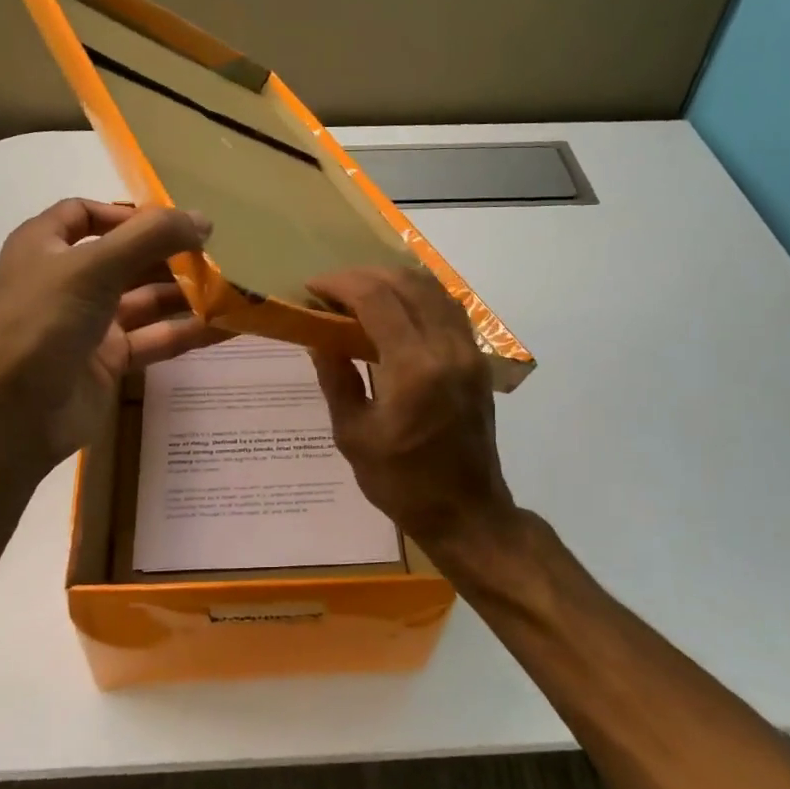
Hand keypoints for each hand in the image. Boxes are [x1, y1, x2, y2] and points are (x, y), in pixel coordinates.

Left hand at [0, 199, 222, 473]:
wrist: (5, 420)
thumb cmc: (39, 325)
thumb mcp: (92, 269)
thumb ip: (149, 238)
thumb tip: (203, 219)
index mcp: (45, 247)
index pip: (85, 214)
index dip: (127, 214)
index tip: (173, 223)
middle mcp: (66, 282)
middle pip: (125, 258)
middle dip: (169, 255)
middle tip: (219, 256)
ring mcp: (87, 325)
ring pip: (145, 301)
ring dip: (186, 294)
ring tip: (234, 289)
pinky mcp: (107, 364)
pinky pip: (154, 340)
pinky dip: (187, 332)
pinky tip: (226, 327)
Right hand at [307, 267, 518, 555]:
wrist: (466, 512)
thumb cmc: (401, 483)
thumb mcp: (354, 435)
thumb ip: (336, 377)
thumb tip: (318, 336)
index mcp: (413, 368)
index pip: (376, 298)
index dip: (340, 284)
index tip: (312, 287)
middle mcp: (447, 348)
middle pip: (406, 283)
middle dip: (363, 276)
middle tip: (331, 289)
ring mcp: (468, 351)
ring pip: (432, 289)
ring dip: (393, 280)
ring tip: (359, 292)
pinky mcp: (477, 360)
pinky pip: (448, 308)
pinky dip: (419, 295)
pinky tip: (397, 307)